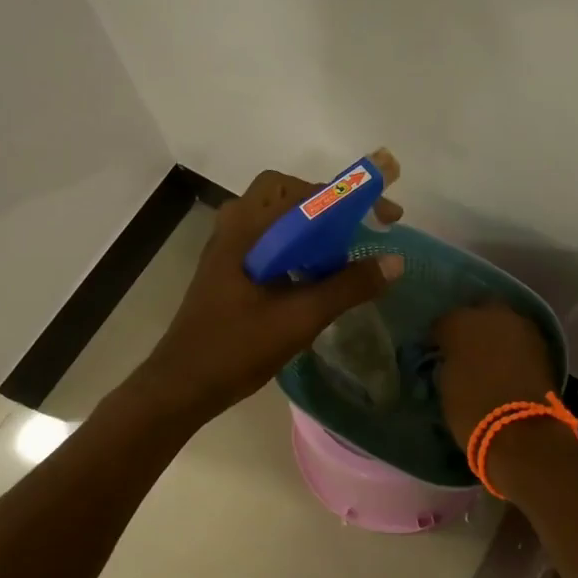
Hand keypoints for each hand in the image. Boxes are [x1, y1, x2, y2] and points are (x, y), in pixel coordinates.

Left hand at [136, 169, 405, 421]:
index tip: (387, 216)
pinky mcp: (229, 268)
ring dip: (313, 225)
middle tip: (360, 229)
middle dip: (329, 205)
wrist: (182, 385)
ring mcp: (228, 246)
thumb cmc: (237, 347)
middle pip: (288, 194)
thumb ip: (348, 286)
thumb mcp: (300, 317)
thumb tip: (395, 261)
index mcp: (249, 228)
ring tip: (344, 250)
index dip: (352, 198)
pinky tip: (315, 274)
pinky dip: (298, 244)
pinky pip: (270, 239)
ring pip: (278, 217)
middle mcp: (235, 226)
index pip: (307, 192)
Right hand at [432, 302, 559, 450]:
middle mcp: (491, 314)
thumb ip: (449, 362)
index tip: (436, 351)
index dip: (439, 338)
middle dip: (471, 325)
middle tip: (466, 347)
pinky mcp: (541, 343)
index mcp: (459, 323)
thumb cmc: (472, 409)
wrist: (521, 430)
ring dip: (495, 333)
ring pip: (502, 321)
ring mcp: (520, 326)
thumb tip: (452, 359)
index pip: (443, 323)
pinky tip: (507, 361)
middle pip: (477, 311)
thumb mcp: (447, 384)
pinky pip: (519, 337)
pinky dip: (512, 346)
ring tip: (488, 354)